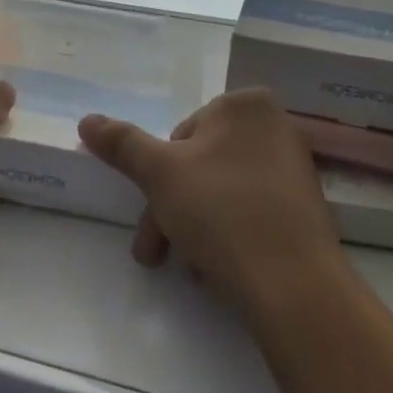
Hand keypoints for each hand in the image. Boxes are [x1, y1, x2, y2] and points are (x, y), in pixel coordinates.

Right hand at [79, 88, 342, 314]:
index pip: (181, 134)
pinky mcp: (305, 210)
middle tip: (154, 252)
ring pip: (220, 192)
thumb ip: (121, 143)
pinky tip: (216, 269)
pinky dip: (227, 235)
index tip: (150, 210)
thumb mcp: (159, 173)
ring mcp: (295, 169)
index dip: (158, 175)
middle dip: (169, 209)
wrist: (295, 287)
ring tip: (188, 269)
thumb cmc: (222, 212)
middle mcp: (276, 128)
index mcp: (246, 105)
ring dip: (192, 226)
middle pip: (199, 165)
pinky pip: (250, 213)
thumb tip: (87, 120)